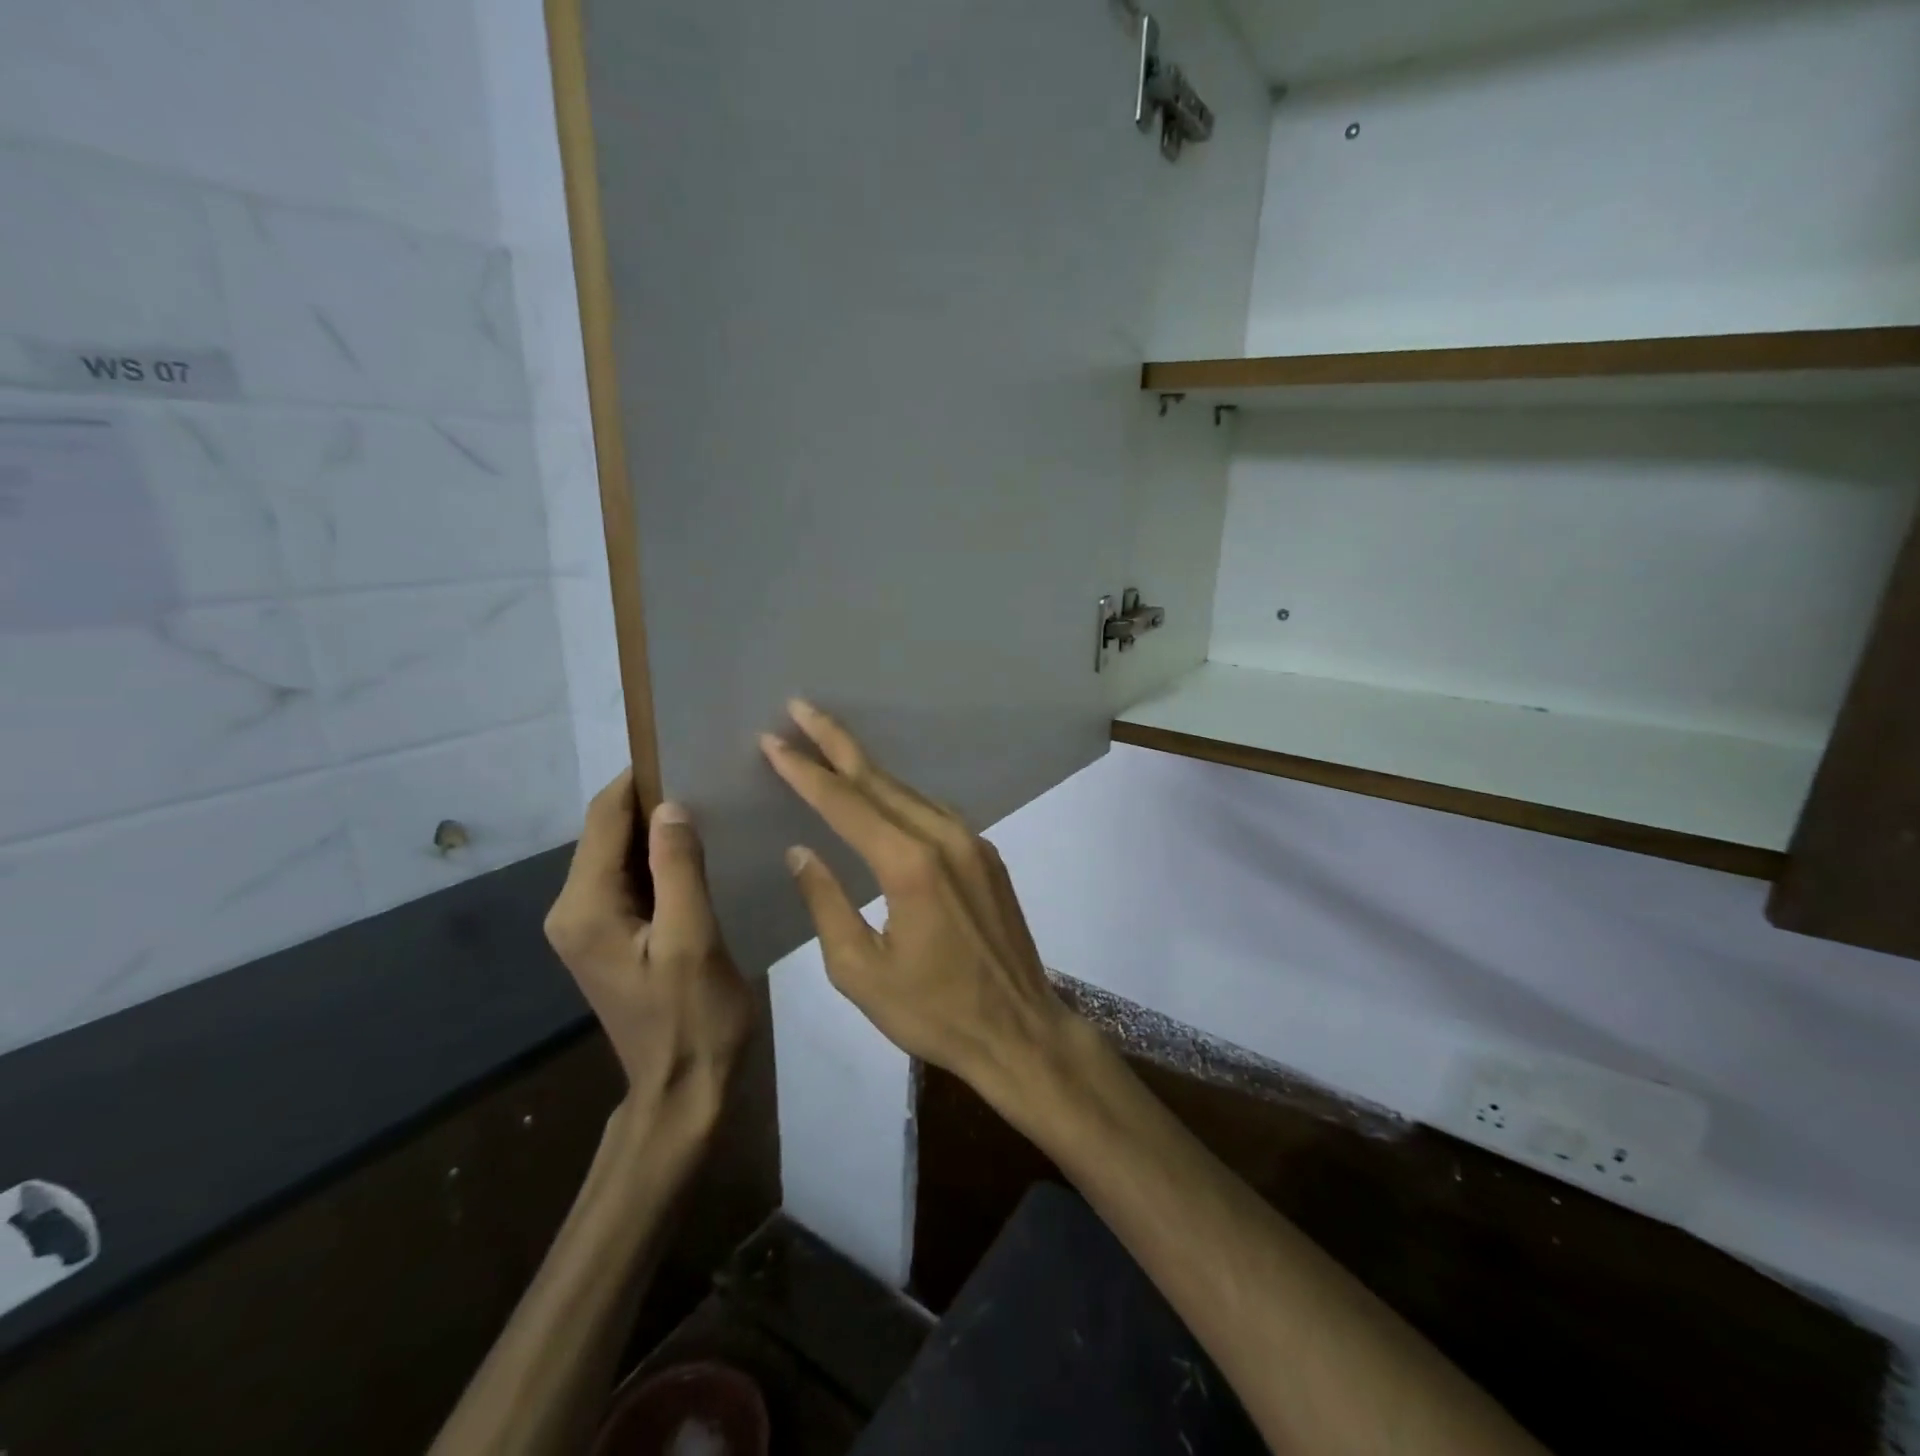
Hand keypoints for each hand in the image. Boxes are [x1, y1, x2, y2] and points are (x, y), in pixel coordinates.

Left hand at [544, 771, 753, 1128]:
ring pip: (621, 855)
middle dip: (652, 802)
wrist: (682, 1092)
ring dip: (659, 830)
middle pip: (608, 833)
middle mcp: (573, 910)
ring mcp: (588, 926)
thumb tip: (671, 804)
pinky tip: (699, 853)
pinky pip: (631, 880)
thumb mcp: (693, 940)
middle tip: (709, 778)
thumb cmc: (693, 1019)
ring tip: (711, 807)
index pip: (604, 820)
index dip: (638, 780)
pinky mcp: (610, 937)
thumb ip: (679, 869)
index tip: (684, 751)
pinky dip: (660, 860)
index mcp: (584, 908)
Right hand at [759, 700, 1074, 1099]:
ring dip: (868, 768)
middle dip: (836, 742)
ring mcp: (972, 843)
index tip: (773, 740)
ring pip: (909, 792)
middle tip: (800, 708)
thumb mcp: (860, 971)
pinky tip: (881, 794)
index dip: (805, 770)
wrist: (1020, 1031)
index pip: (845, 803)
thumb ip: (826, 904)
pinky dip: (900, 796)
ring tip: (830, 744)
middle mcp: (944, 838)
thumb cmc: (933, 1012)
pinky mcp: (987, 855)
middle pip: (880, 780)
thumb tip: (801, 851)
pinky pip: (934, 812)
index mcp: (908, 866)